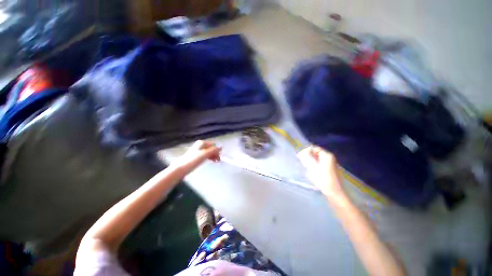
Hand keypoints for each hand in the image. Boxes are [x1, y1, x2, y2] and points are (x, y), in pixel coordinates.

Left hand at [173, 140, 221, 172]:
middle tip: (218, 161)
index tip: (219, 157)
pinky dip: (209, 158)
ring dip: (213, 156)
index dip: (217, 150)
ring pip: (209, 152)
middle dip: (215, 154)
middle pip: (211, 148)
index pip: (213, 145)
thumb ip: (213, 150)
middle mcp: (200, 145)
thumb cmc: (193, 160)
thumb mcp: (204, 154)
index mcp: (202, 143)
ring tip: (216, 162)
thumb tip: (221, 147)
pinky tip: (211, 161)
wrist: (181, 168)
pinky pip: (206, 155)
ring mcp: (198, 150)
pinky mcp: (196, 156)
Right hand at [297, 146, 346, 201]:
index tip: (300, 156)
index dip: (306, 151)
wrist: (334, 192)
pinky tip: (311, 172)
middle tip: (302, 162)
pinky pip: (320, 164)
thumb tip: (301, 152)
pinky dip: (315, 166)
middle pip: (316, 154)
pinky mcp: (330, 171)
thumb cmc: (322, 179)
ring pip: (318, 159)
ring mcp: (331, 165)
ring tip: (306, 167)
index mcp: (327, 155)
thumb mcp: (311, 167)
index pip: (314, 148)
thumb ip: (306, 157)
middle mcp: (330, 158)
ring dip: (311, 162)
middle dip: (308, 156)